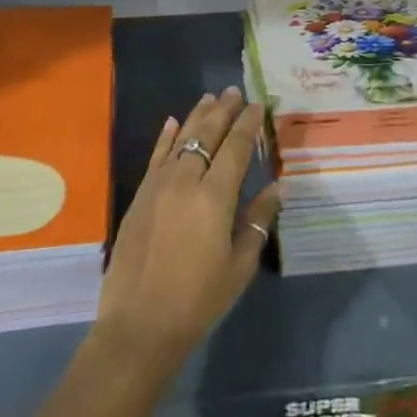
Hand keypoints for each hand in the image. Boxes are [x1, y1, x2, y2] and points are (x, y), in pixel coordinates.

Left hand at [96, 88, 281, 369]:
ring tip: (210, 98)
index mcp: (215, 197)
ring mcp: (158, 186)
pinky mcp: (140, 197)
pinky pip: (156, 157)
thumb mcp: (238, 266)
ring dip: (197, 116)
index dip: (247, 124)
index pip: (235, 148)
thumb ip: (257, 222)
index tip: (257, 104)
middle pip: (207, 136)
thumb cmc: (198, 300)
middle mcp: (186, 181)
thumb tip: (277, 187)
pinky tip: (172, 122)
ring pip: (181, 139)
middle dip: (223, 111)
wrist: (139, 325)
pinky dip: (166, 137)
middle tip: (234, 90)